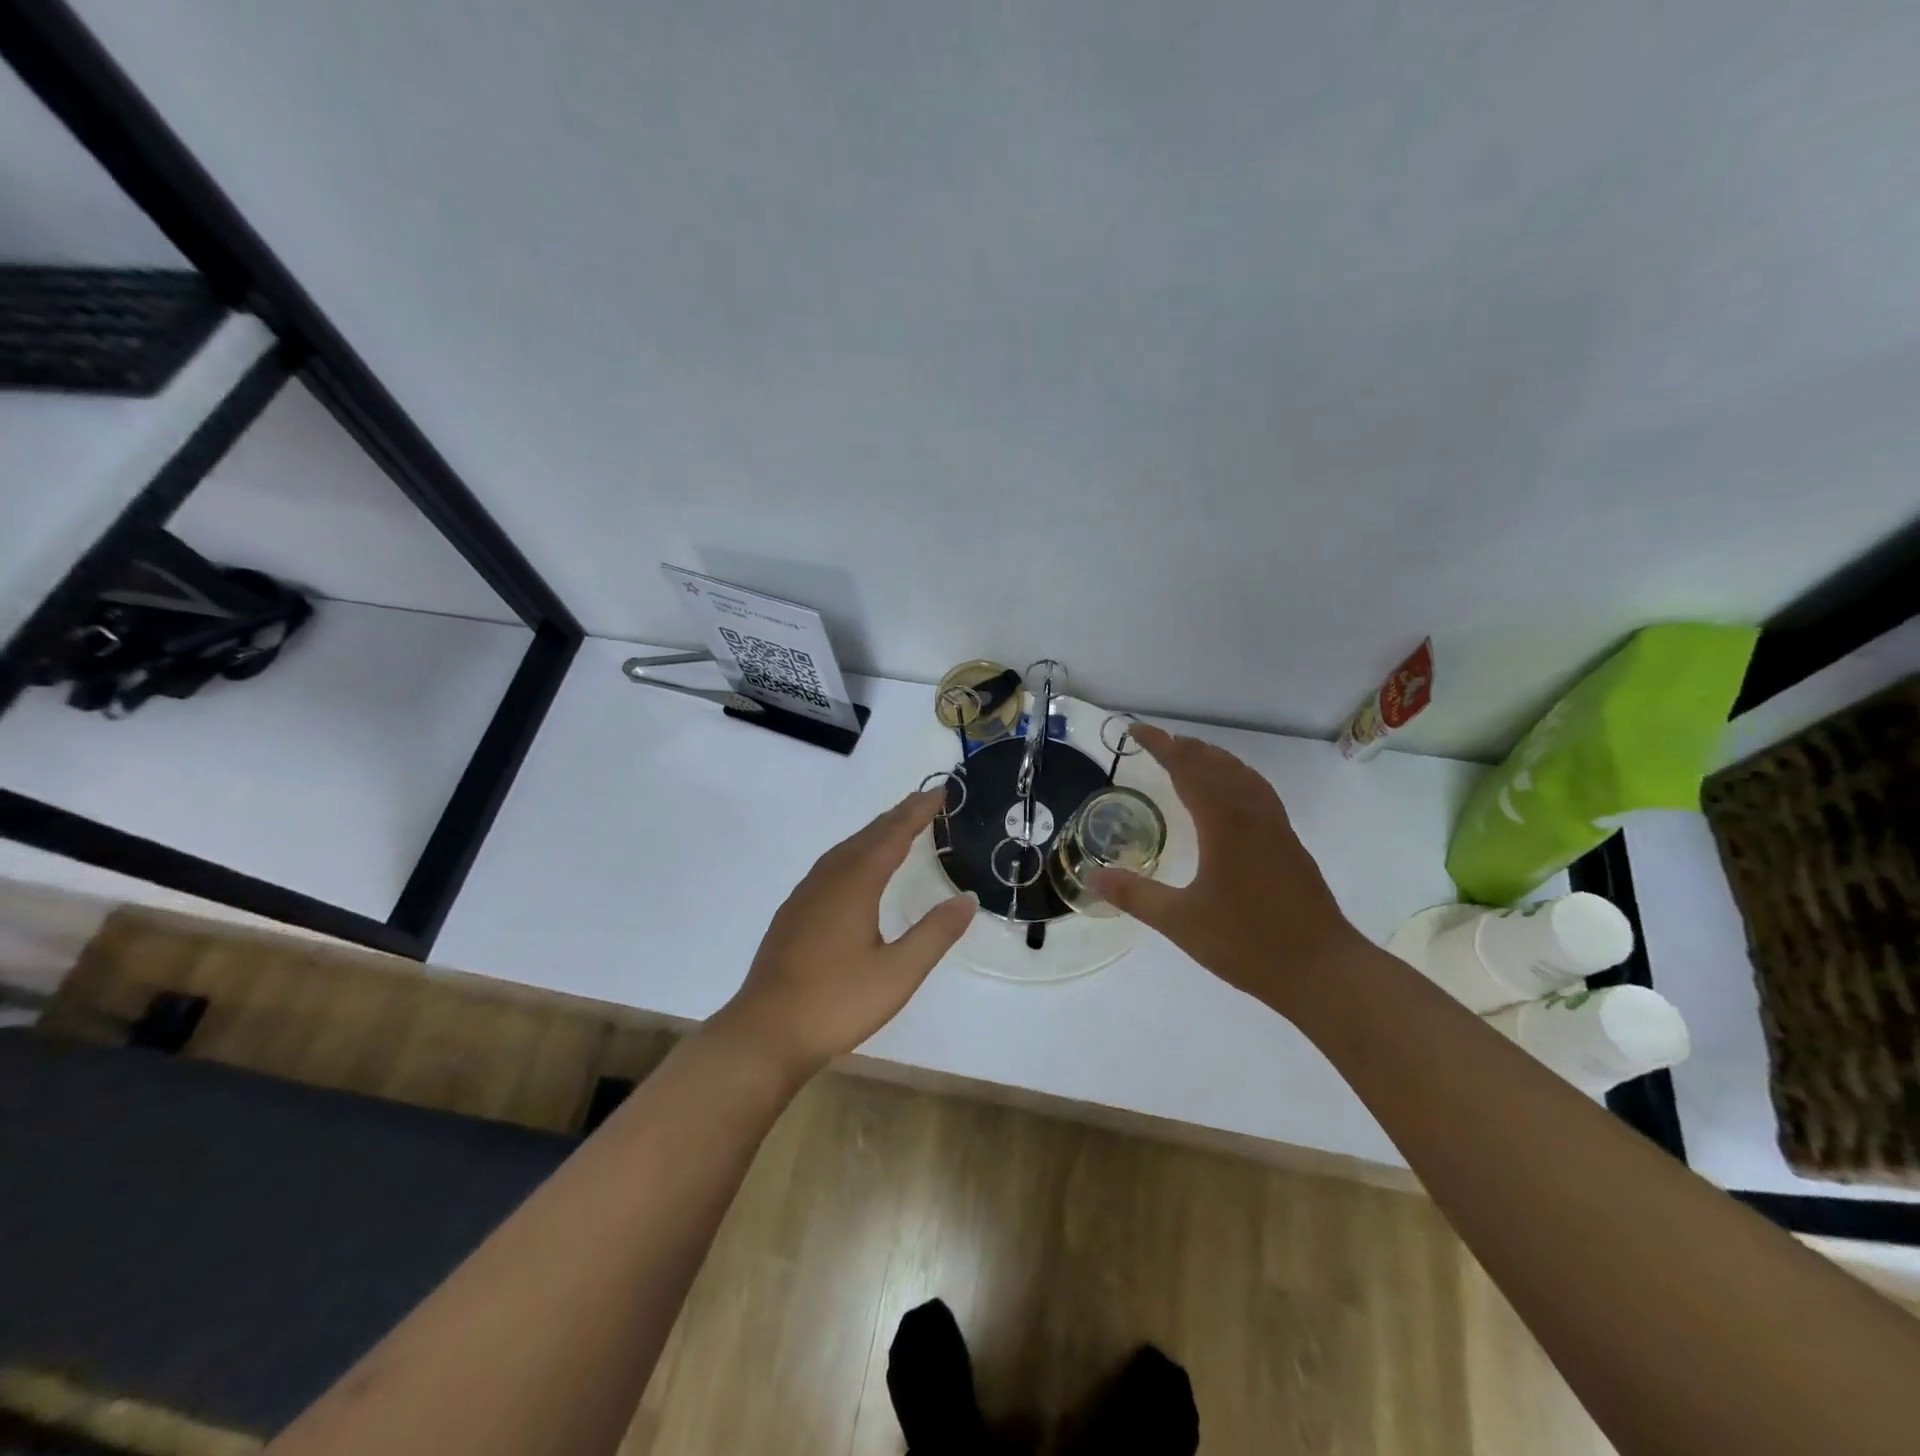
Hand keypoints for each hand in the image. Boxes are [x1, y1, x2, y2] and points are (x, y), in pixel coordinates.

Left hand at [712, 789, 975, 1078]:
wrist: (765, 1033)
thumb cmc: (836, 1002)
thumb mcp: (898, 973)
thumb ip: (935, 933)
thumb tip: (967, 898)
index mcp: (855, 884)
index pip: (893, 835)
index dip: (917, 812)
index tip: (939, 792)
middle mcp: (828, 879)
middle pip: (867, 835)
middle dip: (898, 816)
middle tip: (925, 803)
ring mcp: (805, 895)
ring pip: (845, 850)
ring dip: (874, 834)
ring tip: (897, 829)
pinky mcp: (793, 913)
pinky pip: (831, 866)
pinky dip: (854, 854)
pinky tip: (857, 872)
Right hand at [1091, 725, 1366, 1011]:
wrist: (1323, 970)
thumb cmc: (1248, 943)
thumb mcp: (1180, 922)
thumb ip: (1135, 895)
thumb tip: (1091, 877)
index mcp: (1224, 823)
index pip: (1187, 768)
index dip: (1161, 745)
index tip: (1136, 729)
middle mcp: (1252, 814)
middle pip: (1217, 764)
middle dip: (1185, 747)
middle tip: (1157, 740)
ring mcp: (1276, 827)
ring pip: (1242, 775)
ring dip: (1213, 758)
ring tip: (1191, 755)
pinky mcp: (1289, 843)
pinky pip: (1258, 791)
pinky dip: (1237, 776)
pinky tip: (1233, 793)